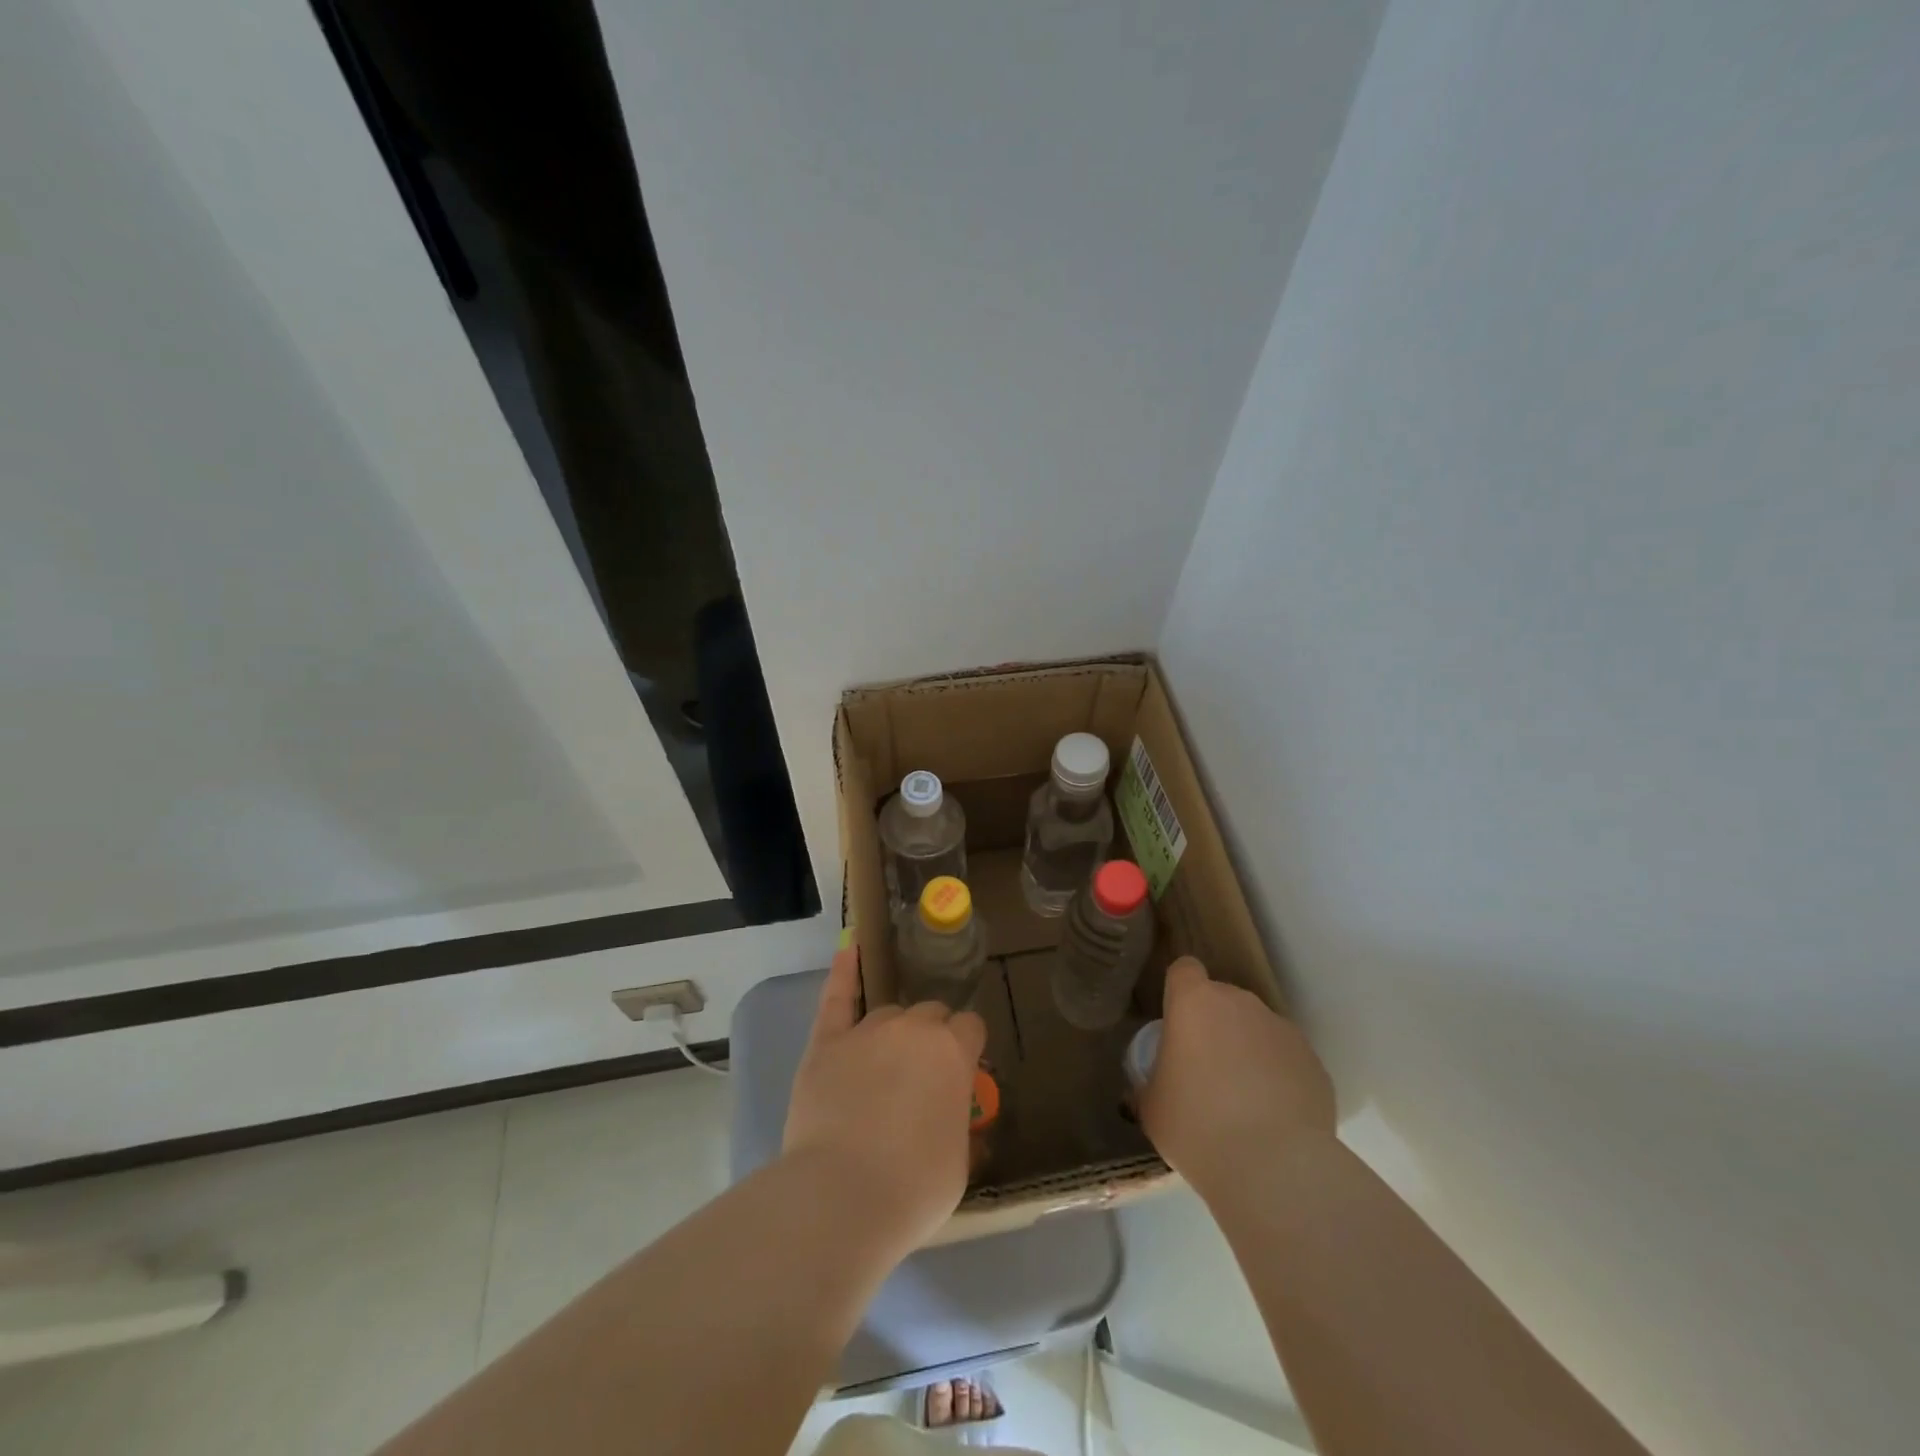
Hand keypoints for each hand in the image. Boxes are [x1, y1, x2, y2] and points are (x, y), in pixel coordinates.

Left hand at [783, 947, 987, 1251]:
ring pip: (890, 1013)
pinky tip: (849, 948)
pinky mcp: (826, 1042)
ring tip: (884, 1067)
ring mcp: (867, 1030)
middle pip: (931, 1014)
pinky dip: (844, 972)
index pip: (970, 1027)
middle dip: (932, 1038)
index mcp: (953, 1053)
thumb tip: (951, 1112)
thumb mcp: (959, 1163)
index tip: (959, 1074)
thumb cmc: (913, 1188)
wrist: (841, 1197)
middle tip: (921, 1078)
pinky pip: (837, 996)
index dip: (966, 1048)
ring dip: (894, 1032)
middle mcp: (913, 1029)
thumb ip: (958, 1122)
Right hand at [1140, 957, 1334, 1198]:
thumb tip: (1153, 1086)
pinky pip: (1286, 1060)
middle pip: (1222, 1000)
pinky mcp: (1315, 1062)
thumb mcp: (1152, 1108)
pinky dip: (1279, 1079)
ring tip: (1244, 1102)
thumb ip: (1150, 1084)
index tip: (1177, 1024)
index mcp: (1194, 1003)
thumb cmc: (1197, 1127)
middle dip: (1214, 1026)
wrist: (1276, 1168)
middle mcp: (1240, 1003)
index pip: (1184, 970)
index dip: (1179, 991)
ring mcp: (1282, 1030)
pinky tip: (1274, 1119)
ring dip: (1247, 1051)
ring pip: (1257, 1029)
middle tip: (1205, 1072)